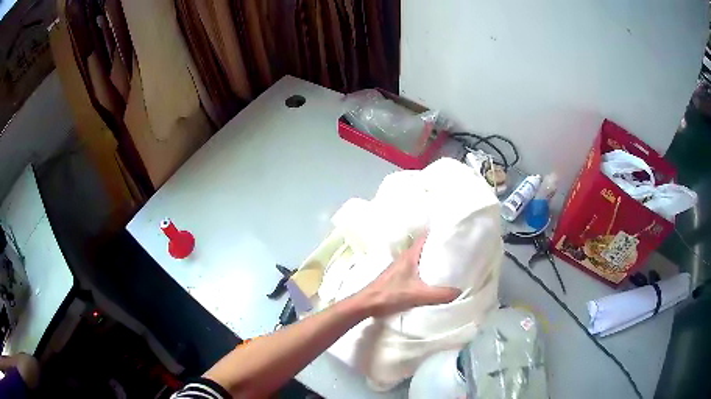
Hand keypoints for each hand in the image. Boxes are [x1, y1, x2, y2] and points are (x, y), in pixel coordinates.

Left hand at [356, 233, 460, 317]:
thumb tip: (459, 291)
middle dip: (438, 247)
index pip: (425, 237)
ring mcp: (400, 267)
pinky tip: (433, 278)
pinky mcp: (398, 277)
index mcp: (410, 256)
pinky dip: (425, 270)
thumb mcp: (417, 295)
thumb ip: (438, 294)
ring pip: (420, 258)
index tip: (453, 232)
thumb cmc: (390, 294)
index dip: (438, 233)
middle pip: (424, 247)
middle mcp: (405, 258)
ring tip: (449, 263)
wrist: (366, 304)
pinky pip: (416, 268)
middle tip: (456, 249)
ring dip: (432, 259)